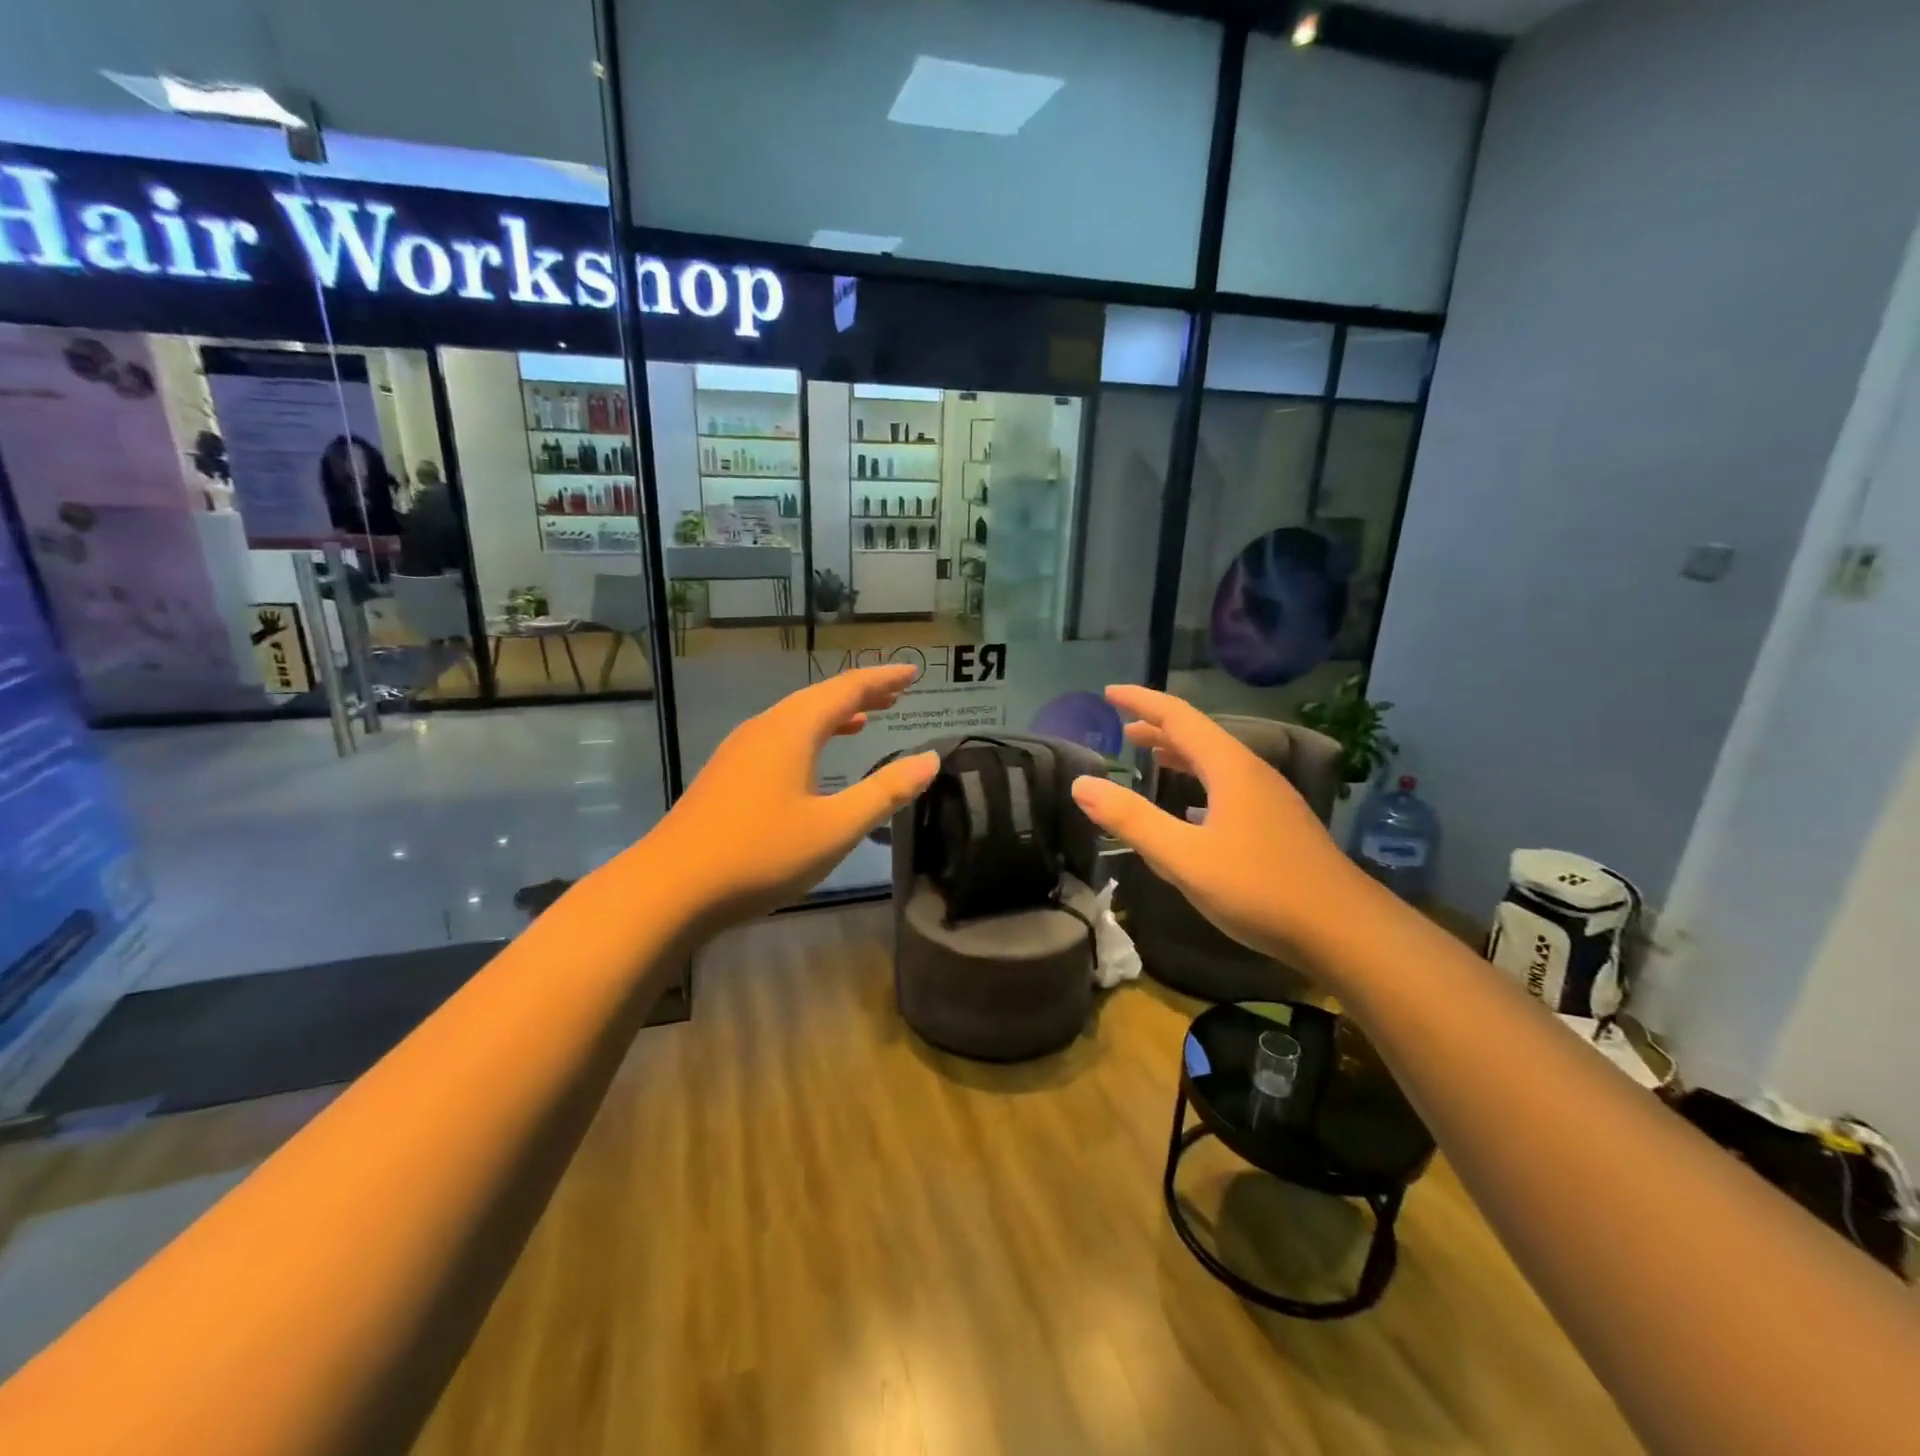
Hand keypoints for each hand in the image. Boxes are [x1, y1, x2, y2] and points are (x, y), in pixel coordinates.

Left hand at [653, 665, 938, 926]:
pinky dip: (809, 735)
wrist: (670, 888)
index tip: (914, 672)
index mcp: (792, 730)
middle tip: (897, 693)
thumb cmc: (760, 855)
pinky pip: (778, 738)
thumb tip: (930, 759)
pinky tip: (813, 760)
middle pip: (820, 697)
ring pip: (796, 718)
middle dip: (861, 693)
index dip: (883, 678)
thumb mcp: (835, 828)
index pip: (847, 689)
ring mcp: (739, 750)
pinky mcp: (726, 774)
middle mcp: (764, 728)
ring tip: (865, 719)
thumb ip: (885, 791)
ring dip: (834, 714)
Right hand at [1069, 685, 1368, 970]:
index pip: (1178, 717)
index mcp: (1230, 768)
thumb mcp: (1183, 857)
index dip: (1141, 701)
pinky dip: (1200, 782)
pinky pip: (1229, 786)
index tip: (1109, 692)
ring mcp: (1271, 799)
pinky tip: (1192, 809)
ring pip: (1217, 762)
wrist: (1345, 930)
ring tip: (1151, 758)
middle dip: (1158, 728)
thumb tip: (1082, 784)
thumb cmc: (1259, 889)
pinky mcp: (1279, 825)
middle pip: (1199, 736)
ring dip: (1180, 755)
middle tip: (1123, 729)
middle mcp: (1252, 773)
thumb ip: (1132, 820)